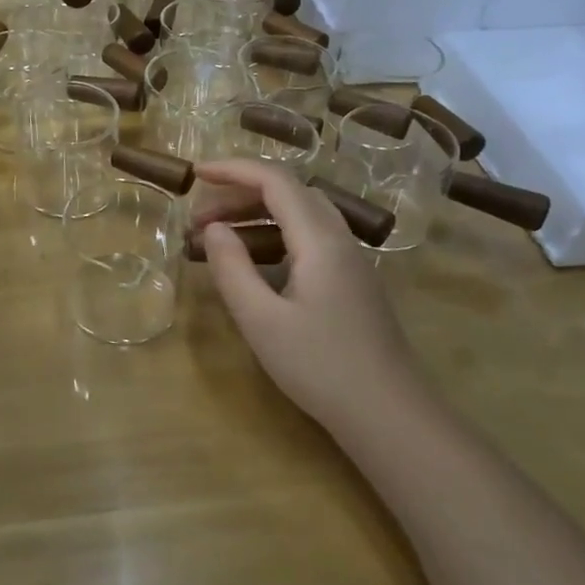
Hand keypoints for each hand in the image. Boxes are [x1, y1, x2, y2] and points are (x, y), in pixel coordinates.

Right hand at [192, 160, 415, 428]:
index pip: (275, 181)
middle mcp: (339, 239)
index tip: (195, 174)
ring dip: (257, 213)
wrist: (389, 415)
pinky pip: (309, 237)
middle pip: (289, 191)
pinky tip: (255, 261)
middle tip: (199, 217)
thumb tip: (212, 229)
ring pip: (301, 213)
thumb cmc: (320, 367)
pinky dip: (275, 233)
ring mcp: (350, 260)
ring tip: (218, 236)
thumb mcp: (261, 320)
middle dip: (240, 193)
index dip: (233, 169)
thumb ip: (231, 268)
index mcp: (319, 240)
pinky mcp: (352, 281)